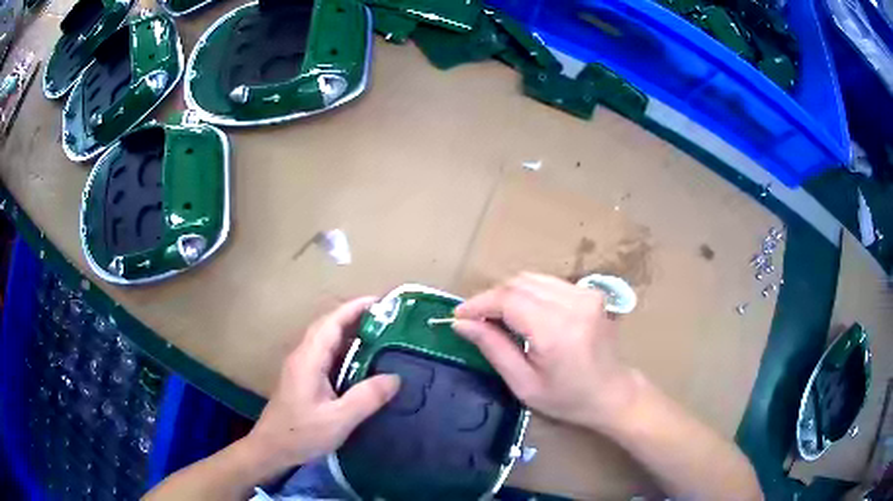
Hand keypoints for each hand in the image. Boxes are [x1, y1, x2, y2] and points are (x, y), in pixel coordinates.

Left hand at [245, 297, 400, 472]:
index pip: (331, 322)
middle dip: (353, 316)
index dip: (354, 308)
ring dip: (348, 331)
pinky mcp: (302, 378)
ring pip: (324, 339)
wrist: (271, 448)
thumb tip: (395, 377)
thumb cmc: (302, 434)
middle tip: (384, 318)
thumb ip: (367, 398)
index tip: (380, 302)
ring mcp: (300, 366)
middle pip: (327, 326)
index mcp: (309, 359)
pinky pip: (324, 354)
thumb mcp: (339, 419)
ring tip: (376, 334)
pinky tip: (358, 362)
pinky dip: (343, 348)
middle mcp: (302, 356)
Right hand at [453, 273, 637, 430]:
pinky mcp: (590, 293)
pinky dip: (528, 293)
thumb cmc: (567, 398)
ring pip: (532, 278)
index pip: (508, 299)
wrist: (612, 393)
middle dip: (491, 298)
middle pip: (519, 283)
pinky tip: (523, 314)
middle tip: (476, 320)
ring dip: (508, 294)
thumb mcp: (523, 383)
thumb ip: (493, 348)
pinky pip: (548, 283)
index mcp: (557, 331)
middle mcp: (574, 304)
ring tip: (496, 317)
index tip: (459, 316)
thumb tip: (462, 323)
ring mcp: (585, 294)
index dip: (479, 304)